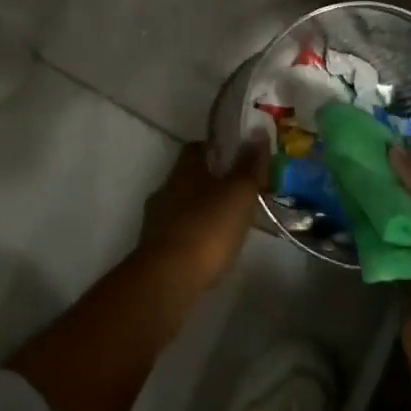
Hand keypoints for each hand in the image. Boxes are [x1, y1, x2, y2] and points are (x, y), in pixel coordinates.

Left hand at [137, 141, 265, 296]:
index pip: (197, 147)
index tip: (237, 159)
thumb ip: (249, 165)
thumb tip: (257, 131)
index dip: (217, 150)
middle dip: (210, 183)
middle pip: (189, 177)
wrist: (168, 279)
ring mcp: (155, 220)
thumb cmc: (208, 227)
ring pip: (182, 206)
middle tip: (237, 195)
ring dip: (200, 212)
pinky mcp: (152, 250)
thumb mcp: (239, 193)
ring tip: (226, 226)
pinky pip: (177, 234)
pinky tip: (209, 251)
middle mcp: (166, 188)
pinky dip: (192, 237)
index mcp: (185, 169)